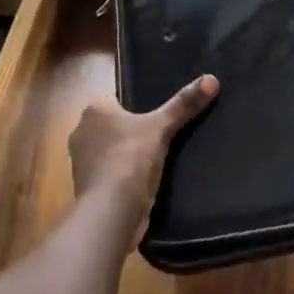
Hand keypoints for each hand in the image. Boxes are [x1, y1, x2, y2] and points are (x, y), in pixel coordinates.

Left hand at [69, 75, 218, 237]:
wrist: (110, 214)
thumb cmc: (130, 159)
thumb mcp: (161, 127)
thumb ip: (184, 104)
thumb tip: (212, 79)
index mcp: (94, 109)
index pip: (116, 99)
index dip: (135, 105)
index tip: (155, 114)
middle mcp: (81, 131)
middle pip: (112, 125)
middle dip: (130, 131)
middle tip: (159, 136)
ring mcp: (81, 162)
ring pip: (110, 150)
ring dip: (125, 155)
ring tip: (154, 159)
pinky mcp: (86, 188)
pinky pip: (108, 174)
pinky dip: (121, 177)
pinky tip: (141, 182)